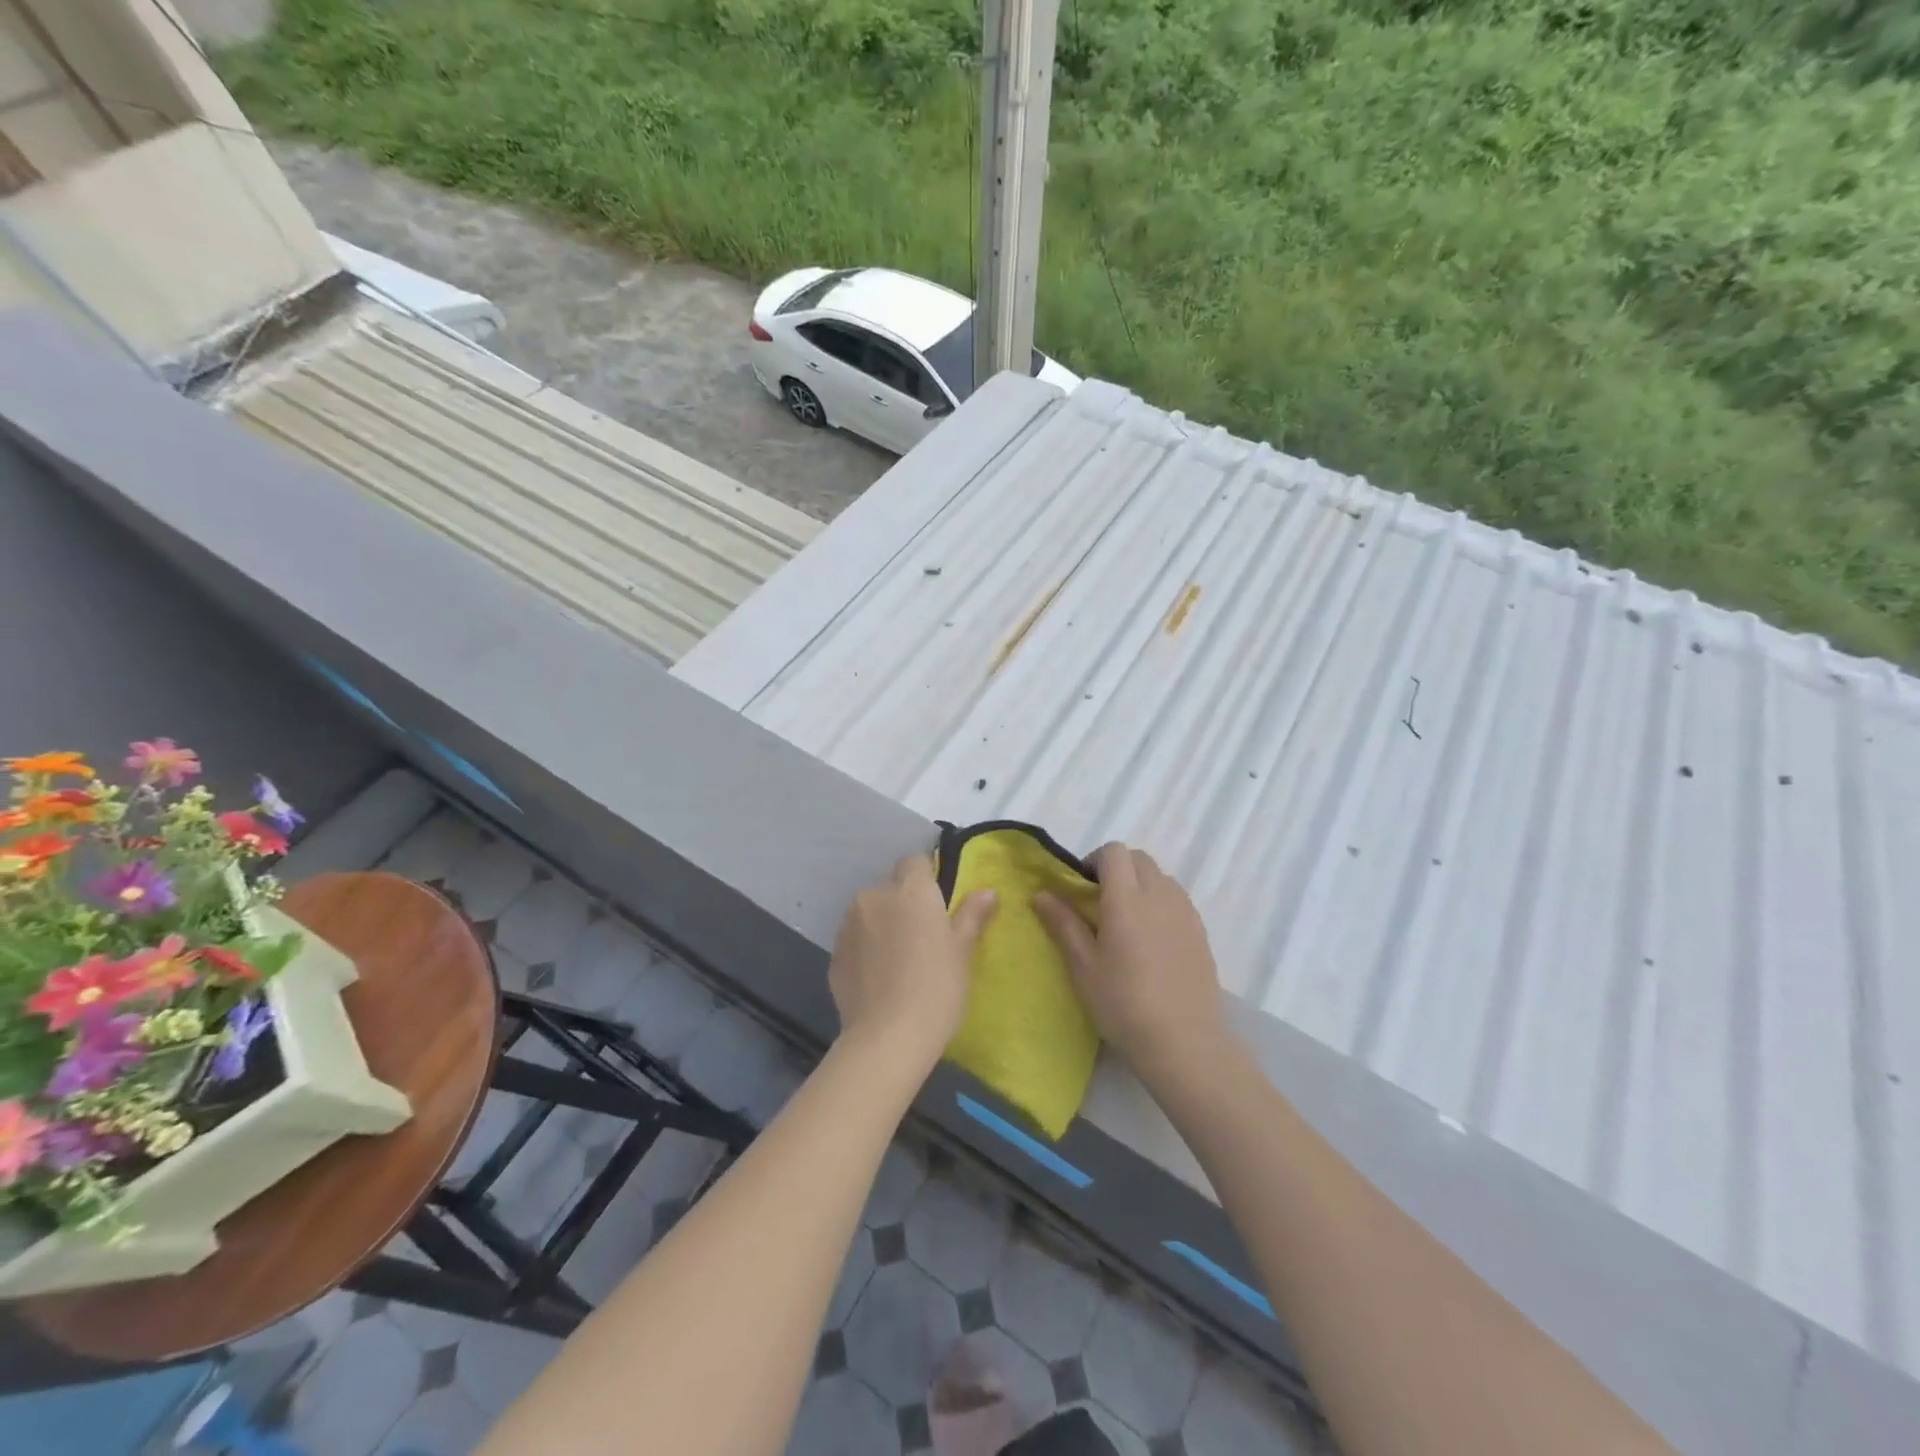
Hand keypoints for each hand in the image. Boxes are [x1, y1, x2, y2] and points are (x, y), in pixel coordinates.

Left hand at [829, 854, 997, 1070]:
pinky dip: (865, 948)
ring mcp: (849, 924)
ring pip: (869, 911)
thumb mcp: (962, 953)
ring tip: (898, 960)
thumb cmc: (936, 989)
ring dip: (882, 923)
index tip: (939, 903)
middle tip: (922, 936)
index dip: (927, 877)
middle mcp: (875, 897)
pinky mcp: (833, 953)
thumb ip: (972, 916)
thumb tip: (987, 891)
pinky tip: (878, 977)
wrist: (886, 1039)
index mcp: (910, 890)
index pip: (915, 861)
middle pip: (890, 887)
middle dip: (903, 903)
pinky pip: (854, 939)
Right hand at [1035, 843, 1225, 1082]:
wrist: (1184, 1043)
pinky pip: (1177, 899)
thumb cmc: (1123, 1004)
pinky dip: (1160, 903)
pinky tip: (1150, 941)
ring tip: (1126, 923)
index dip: (1094, 861)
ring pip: (1160, 877)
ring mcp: (1185, 912)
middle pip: (1138, 859)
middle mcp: (1160, 895)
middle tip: (1099, 903)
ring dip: (1140, 884)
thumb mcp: (1083, 967)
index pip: (1114, 852)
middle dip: (1117, 869)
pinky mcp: (1201, 931)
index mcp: (1127, 898)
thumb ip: (1063, 924)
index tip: (1081, 888)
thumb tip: (1041, 893)